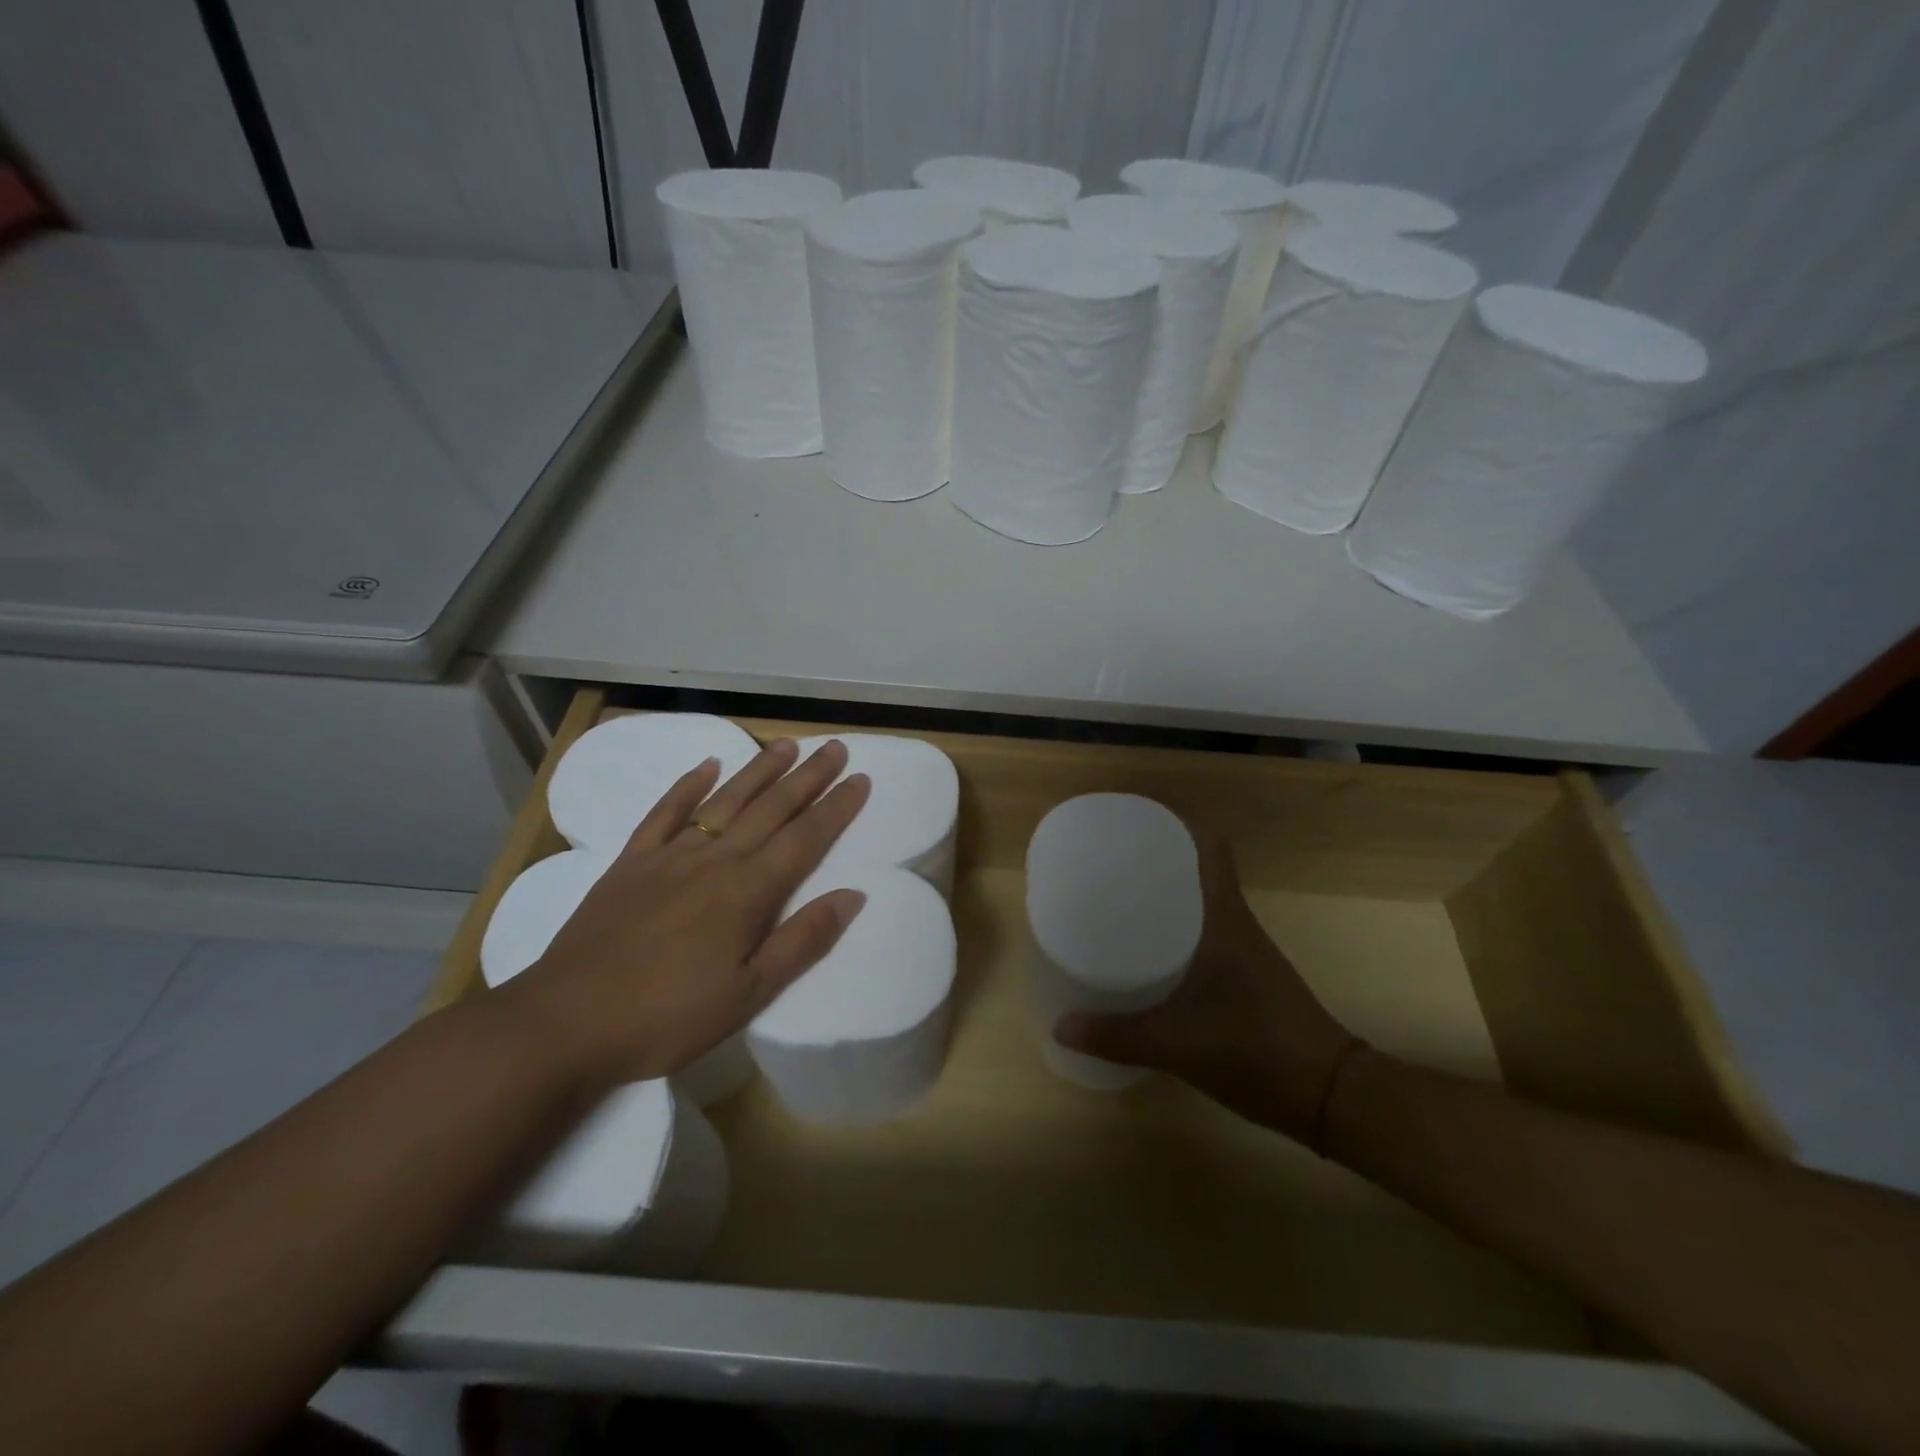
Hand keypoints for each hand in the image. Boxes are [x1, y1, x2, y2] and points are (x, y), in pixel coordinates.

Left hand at [497, 738, 870, 1090]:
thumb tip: (852, 896)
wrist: (566, 1023)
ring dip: (759, 771)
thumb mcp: (748, 994)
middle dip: (808, 777)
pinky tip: (706, 766)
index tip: (861, 779)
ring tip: (786, 745)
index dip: (836, 808)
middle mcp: (715, 860)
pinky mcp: (631, 862)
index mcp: (748, 892)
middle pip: (771, 809)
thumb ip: (802, 941)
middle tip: (835, 747)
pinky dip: (687, 786)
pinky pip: (665, 813)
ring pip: (725, 801)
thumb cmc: (668, 1016)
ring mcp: (670, 856)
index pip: (805, 839)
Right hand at [1054, 835, 1355, 1142]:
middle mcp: (1236, 926)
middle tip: (1109, 861)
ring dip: (1166, 896)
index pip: (1211, 850)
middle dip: (1157, 861)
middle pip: (1198, 872)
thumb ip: (1118, 1036)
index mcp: (1225, 920)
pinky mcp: (1246, 979)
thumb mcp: (1178, 1045)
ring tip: (1118, 898)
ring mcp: (1245, 953)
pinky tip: (1148, 952)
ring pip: (1200, 905)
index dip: (1180, 825)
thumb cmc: (1256, 1050)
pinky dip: (1176, 931)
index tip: (1139, 820)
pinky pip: (1203, 936)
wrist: (1331, 1097)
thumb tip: (1060, 1026)